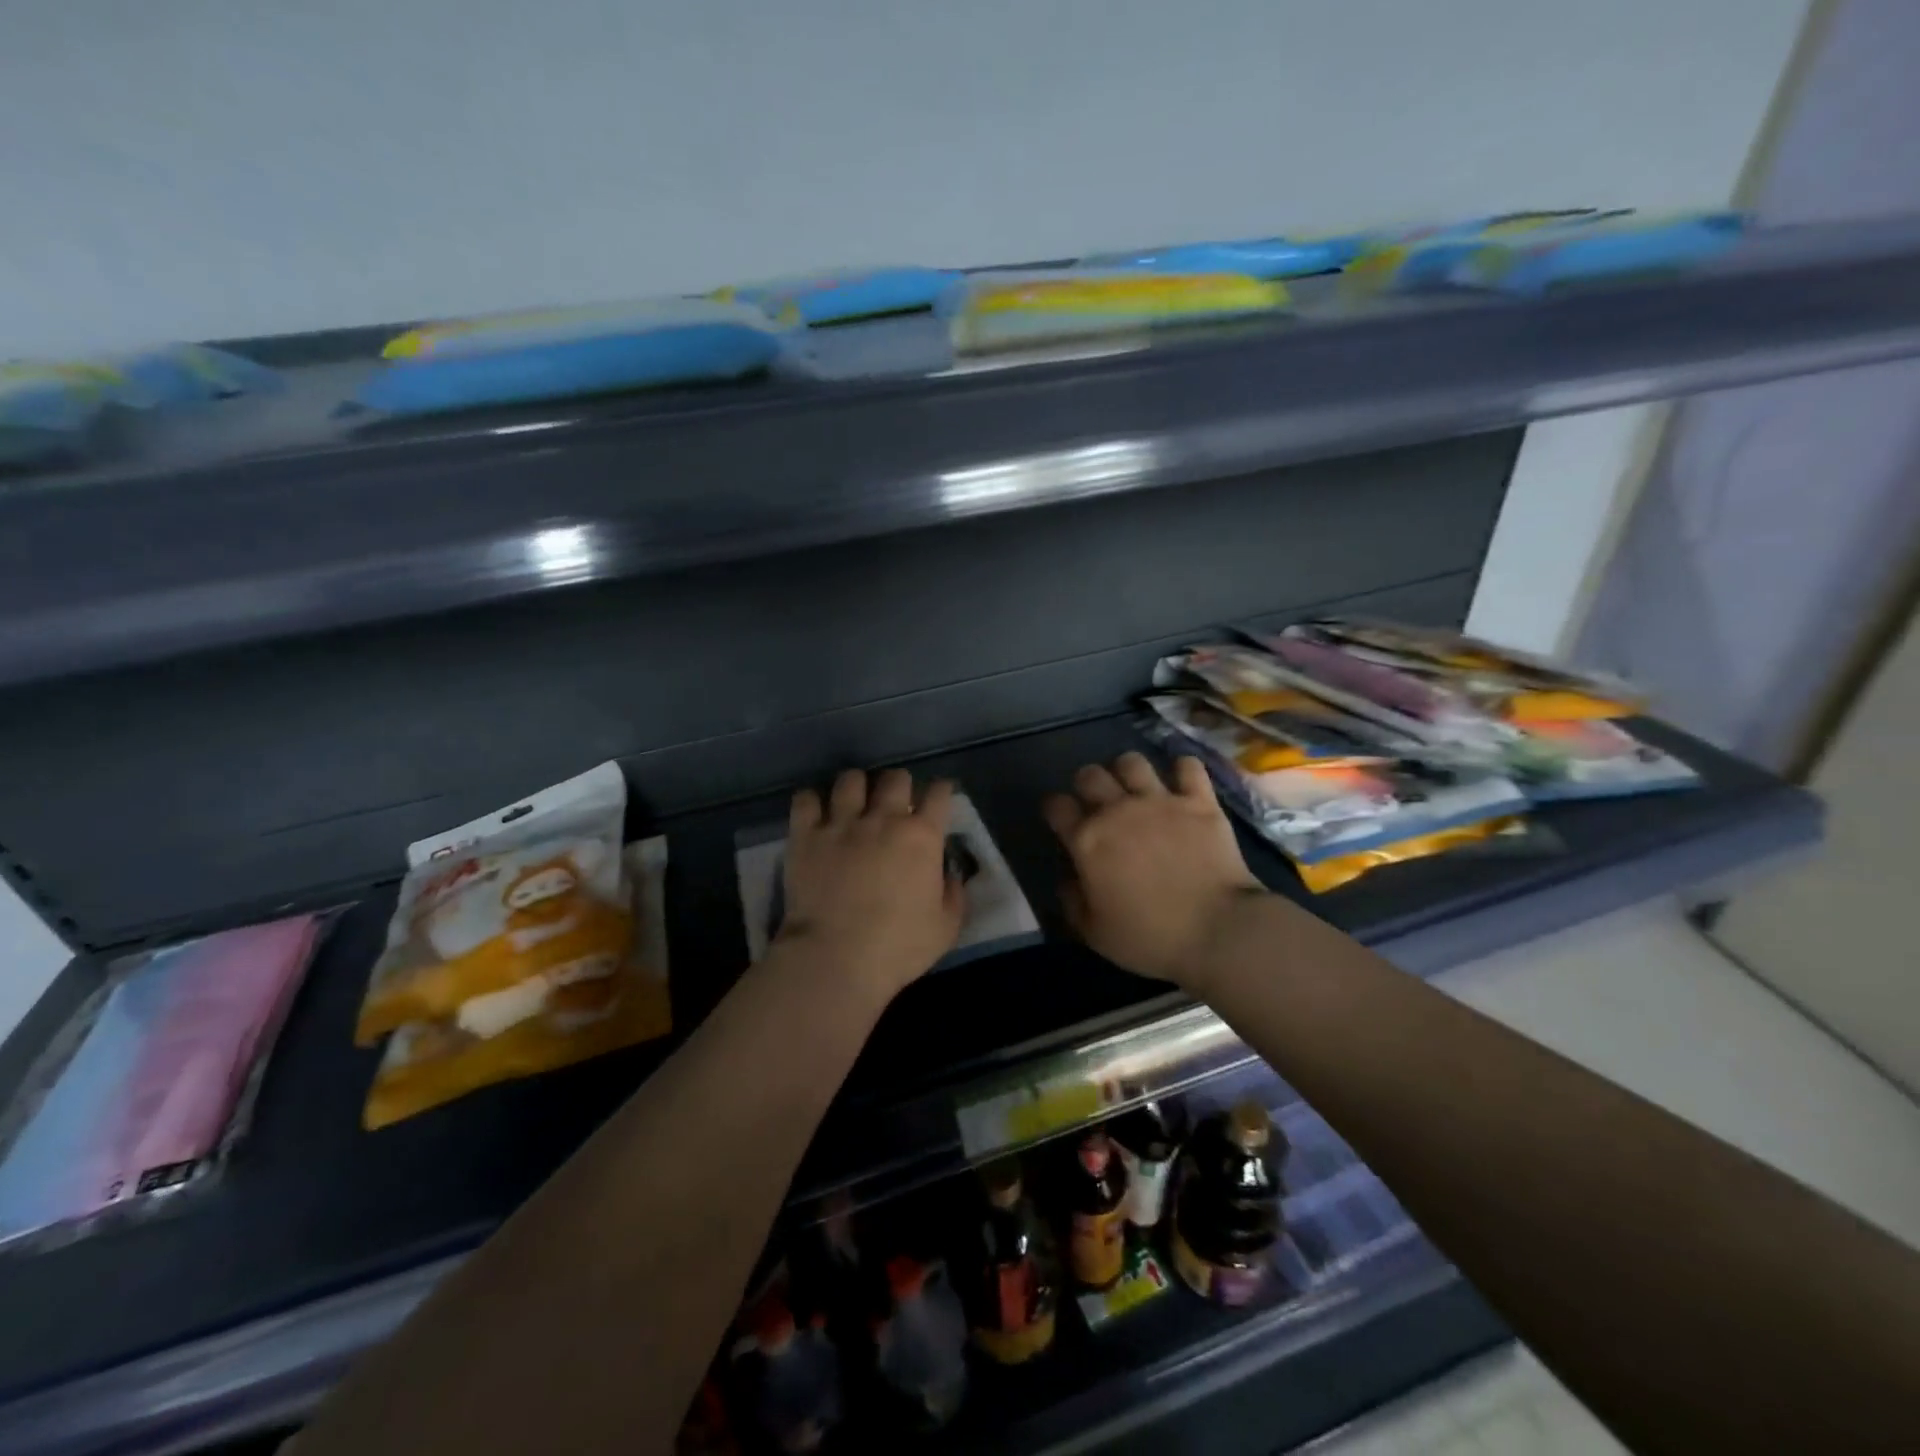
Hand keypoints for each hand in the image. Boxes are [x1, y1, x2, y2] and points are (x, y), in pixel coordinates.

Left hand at [776, 769, 965, 1001]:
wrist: (835, 958)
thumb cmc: (898, 947)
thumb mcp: (946, 928)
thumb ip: (953, 894)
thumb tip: (949, 874)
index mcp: (922, 836)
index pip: (939, 793)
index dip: (941, 791)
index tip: (938, 798)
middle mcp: (883, 819)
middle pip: (895, 777)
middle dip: (899, 785)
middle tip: (896, 804)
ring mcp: (841, 823)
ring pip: (850, 779)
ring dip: (857, 787)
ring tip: (854, 803)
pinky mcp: (805, 835)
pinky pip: (806, 799)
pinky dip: (811, 801)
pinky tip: (815, 813)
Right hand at [1044, 752, 1271, 989]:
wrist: (1218, 932)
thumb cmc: (1151, 938)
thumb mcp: (1096, 934)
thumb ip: (1073, 903)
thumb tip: (1067, 881)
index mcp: (1087, 840)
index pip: (1056, 806)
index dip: (1055, 809)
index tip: (1061, 819)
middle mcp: (1118, 810)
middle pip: (1090, 774)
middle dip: (1087, 783)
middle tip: (1097, 801)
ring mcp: (1160, 801)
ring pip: (1132, 761)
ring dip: (1127, 770)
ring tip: (1135, 786)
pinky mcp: (1200, 801)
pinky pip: (1188, 766)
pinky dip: (1183, 769)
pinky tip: (1182, 781)